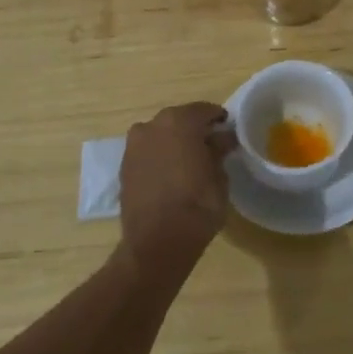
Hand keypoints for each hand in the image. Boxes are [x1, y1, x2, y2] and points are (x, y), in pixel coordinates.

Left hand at [118, 103, 237, 280]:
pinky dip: (160, 157)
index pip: (205, 111)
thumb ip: (219, 150)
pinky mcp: (124, 166)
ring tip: (189, 162)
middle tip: (211, 147)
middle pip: (179, 120)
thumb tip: (222, 139)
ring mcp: (134, 145)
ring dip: (175, 142)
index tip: (228, 132)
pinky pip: (148, 152)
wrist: (157, 243)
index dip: (219, 120)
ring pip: (161, 135)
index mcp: (179, 121)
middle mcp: (152, 125)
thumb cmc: (198, 205)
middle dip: (195, 130)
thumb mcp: (219, 175)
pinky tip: (171, 174)